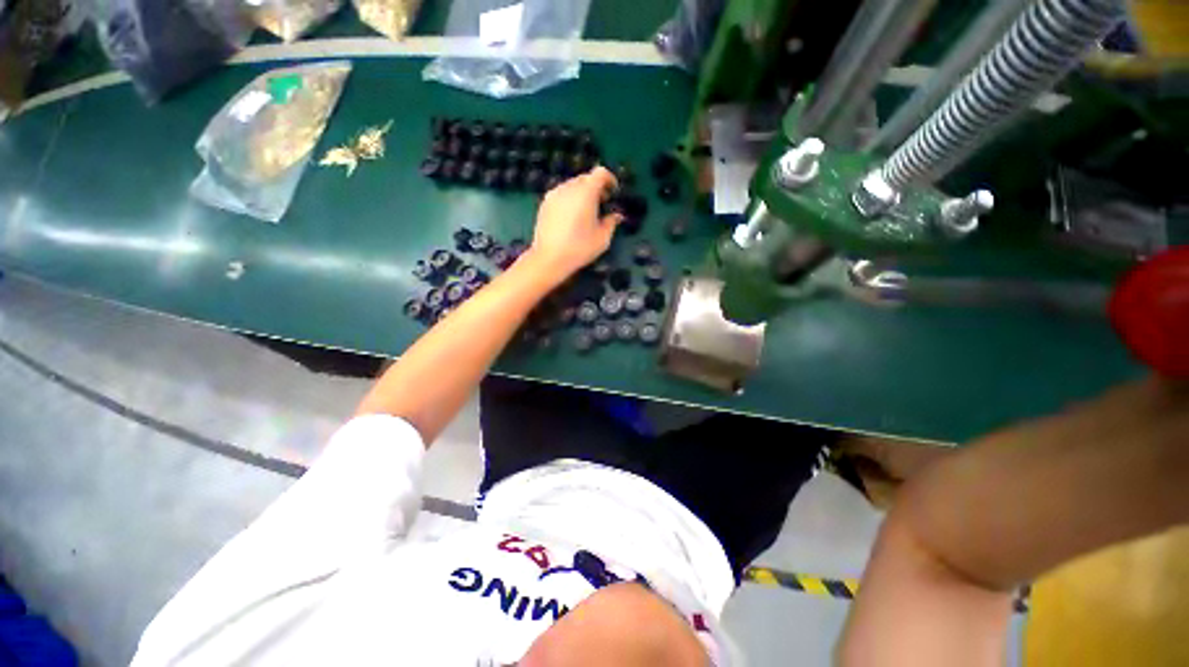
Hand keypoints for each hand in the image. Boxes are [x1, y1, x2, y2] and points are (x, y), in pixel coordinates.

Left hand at [524, 166, 621, 280]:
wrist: (549, 258)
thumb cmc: (579, 248)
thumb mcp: (602, 239)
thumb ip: (612, 223)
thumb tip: (617, 215)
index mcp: (586, 192)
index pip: (600, 173)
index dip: (610, 179)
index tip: (613, 193)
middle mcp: (569, 188)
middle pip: (585, 178)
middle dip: (596, 187)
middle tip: (601, 204)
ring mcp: (554, 194)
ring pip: (572, 185)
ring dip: (582, 193)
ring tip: (585, 212)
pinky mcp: (544, 204)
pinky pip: (561, 194)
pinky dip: (569, 199)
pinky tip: (571, 218)